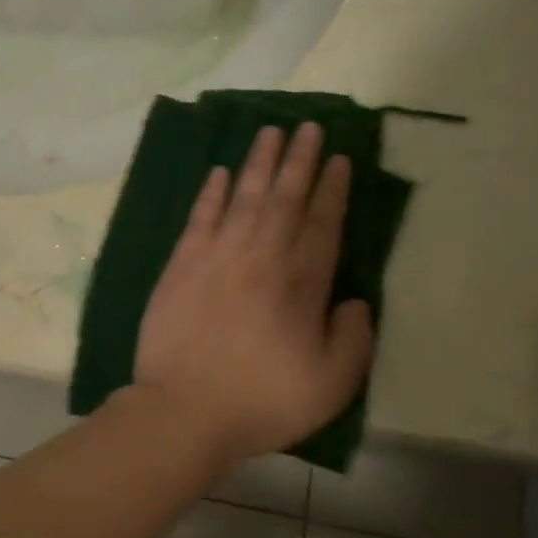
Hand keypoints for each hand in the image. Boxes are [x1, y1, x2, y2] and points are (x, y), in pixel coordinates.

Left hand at [133, 122, 375, 467]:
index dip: (332, 189)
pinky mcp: (181, 265)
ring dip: (259, 163)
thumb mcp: (332, 384)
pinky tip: (220, 173)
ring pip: (244, 197)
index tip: (339, 158)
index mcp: (301, 283)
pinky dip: (212, 193)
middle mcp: (261, 257)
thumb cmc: (262, 401)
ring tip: (270, 132)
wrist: (183, 411)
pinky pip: (200, 217)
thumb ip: (355, 338)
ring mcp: (217, 257)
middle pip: (285, 198)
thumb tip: (356, 301)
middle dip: (299, 160)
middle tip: (308, 126)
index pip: (322, 223)